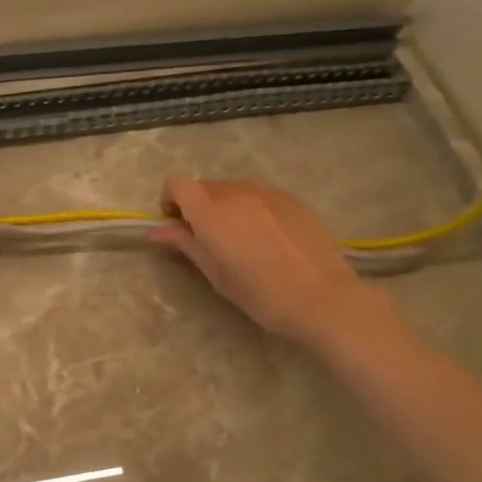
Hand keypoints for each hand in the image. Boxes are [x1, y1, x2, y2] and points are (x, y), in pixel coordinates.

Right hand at [152, 176, 394, 350]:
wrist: (322, 298)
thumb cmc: (260, 294)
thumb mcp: (216, 274)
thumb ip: (186, 244)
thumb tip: (158, 231)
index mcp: (211, 212)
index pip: (177, 184)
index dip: (170, 199)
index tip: (176, 223)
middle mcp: (236, 193)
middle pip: (205, 185)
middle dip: (197, 205)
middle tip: (207, 237)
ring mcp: (268, 193)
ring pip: (233, 188)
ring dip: (225, 205)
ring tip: (239, 237)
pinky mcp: (292, 199)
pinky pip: (260, 195)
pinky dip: (251, 207)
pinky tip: (267, 237)